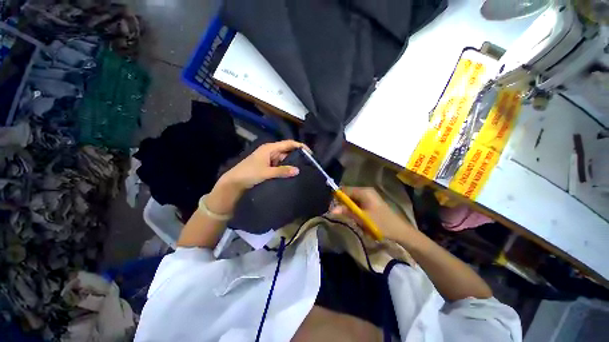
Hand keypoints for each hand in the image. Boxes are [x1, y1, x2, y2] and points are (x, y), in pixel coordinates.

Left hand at [206, 140, 306, 214]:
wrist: (233, 183)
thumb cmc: (248, 174)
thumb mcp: (266, 172)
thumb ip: (282, 171)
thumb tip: (298, 170)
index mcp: (270, 148)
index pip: (288, 144)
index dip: (300, 146)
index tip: (310, 153)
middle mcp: (270, 152)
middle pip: (287, 151)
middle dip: (298, 156)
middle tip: (309, 164)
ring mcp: (269, 159)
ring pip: (284, 159)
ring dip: (292, 163)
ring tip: (303, 169)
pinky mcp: (268, 166)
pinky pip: (280, 166)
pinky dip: (286, 169)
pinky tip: (292, 174)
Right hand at [330, 187, 415, 241]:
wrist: (400, 230)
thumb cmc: (381, 223)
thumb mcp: (362, 218)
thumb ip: (347, 212)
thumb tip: (332, 209)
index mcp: (364, 191)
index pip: (345, 190)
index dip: (337, 197)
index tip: (333, 207)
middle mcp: (366, 190)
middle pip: (348, 193)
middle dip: (343, 203)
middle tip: (340, 213)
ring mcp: (369, 195)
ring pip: (353, 198)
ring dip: (349, 207)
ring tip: (348, 216)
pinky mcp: (371, 201)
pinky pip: (358, 202)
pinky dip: (355, 208)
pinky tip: (356, 216)